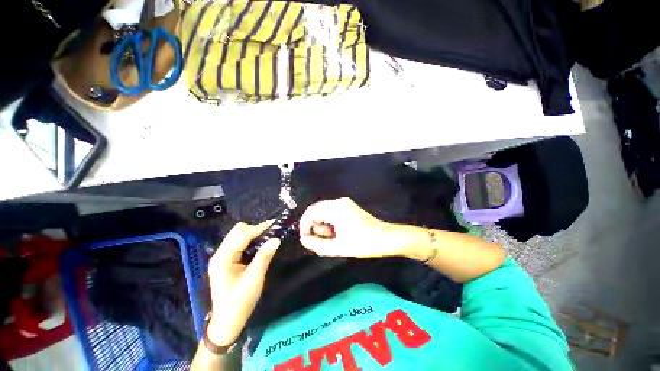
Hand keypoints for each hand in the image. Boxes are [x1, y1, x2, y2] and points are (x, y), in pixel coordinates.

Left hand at [206, 221, 279, 346]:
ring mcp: (222, 257)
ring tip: (267, 237)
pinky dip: (250, 240)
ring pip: (237, 235)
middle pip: (237, 231)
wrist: (227, 322)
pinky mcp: (226, 260)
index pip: (242, 236)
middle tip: (271, 233)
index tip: (275, 223)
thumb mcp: (254, 278)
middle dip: (255, 229)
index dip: (259, 228)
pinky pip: (238, 243)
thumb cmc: (240, 302)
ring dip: (252, 234)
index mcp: (223, 258)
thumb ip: (264, 256)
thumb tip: (276, 238)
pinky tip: (259, 244)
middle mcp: (220, 254)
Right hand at [299, 197, 404, 257]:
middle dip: (314, 225)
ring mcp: (344, 202)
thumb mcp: (338, 247)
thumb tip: (304, 239)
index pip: (311, 212)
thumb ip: (317, 244)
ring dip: (322, 224)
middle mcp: (339, 201)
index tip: (305, 238)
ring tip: (331, 237)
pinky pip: (331, 211)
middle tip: (320, 240)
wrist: (386, 238)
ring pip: (323, 211)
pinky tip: (336, 232)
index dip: (304, 225)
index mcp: (336, 208)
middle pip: (316, 210)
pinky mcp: (348, 206)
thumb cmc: (363, 243)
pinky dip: (329, 221)